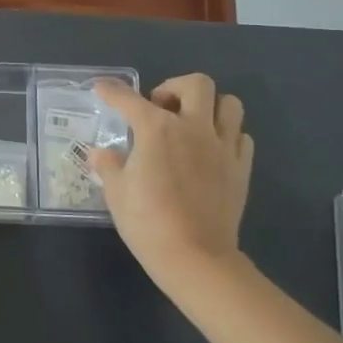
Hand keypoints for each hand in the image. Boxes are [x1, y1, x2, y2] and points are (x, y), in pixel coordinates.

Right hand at [90, 74, 254, 292]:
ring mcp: (222, 146)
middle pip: (197, 84)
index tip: (102, 88)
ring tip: (192, 123)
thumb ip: (109, 166)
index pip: (129, 99)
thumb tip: (100, 153)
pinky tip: (211, 151)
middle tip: (160, 108)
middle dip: (175, 87)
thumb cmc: (148, 222)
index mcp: (156, 129)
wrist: (195, 257)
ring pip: (229, 104)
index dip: (112, 91)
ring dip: (209, 106)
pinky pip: (241, 136)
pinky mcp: (241, 168)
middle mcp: (193, 127)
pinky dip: (227, 135)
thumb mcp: (117, 193)